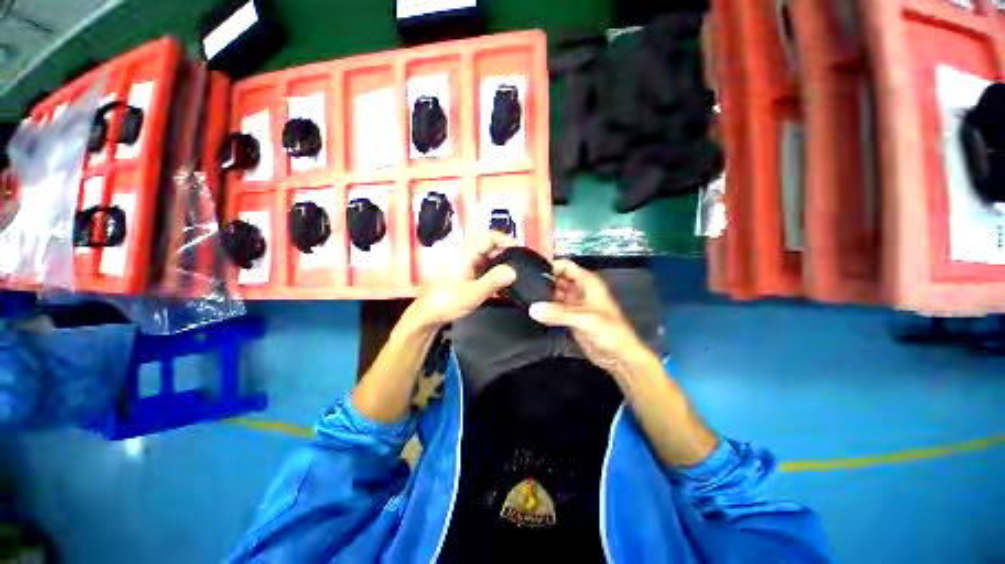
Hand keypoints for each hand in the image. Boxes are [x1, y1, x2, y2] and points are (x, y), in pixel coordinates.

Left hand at [402, 232, 516, 332]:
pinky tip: (502, 283)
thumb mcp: (471, 294)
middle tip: (520, 264)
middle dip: (506, 252)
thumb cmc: (445, 303)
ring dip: (502, 262)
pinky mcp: (467, 273)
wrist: (427, 314)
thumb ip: (492, 282)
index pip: (489, 236)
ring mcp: (466, 264)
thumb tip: (513, 271)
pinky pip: (485, 266)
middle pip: (490, 244)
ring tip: (515, 274)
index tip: (519, 253)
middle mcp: (466, 255)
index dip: (506, 241)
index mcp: (465, 254)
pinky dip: (496, 271)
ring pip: (488, 256)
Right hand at [529, 259, 656, 374]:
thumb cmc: (610, 332)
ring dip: (541, 295)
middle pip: (557, 278)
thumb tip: (533, 308)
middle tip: (521, 285)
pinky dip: (544, 308)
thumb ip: (559, 313)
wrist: (620, 357)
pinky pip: (553, 308)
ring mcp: (573, 304)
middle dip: (542, 280)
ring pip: (553, 293)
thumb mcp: (585, 319)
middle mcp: (579, 290)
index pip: (565, 266)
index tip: (530, 272)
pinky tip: (531, 309)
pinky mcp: (569, 317)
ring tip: (522, 296)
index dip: (550, 266)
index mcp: (587, 282)